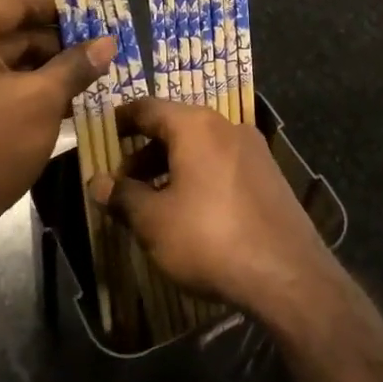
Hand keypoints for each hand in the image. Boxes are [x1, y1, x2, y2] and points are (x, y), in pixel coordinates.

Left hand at [0, 0, 113, 281]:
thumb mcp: (41, 101)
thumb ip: (76, 65)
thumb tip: (108, 42)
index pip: (17, 3)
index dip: (62, 8)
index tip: (98, 12)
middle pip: (8, 33)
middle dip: (57, 44)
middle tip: (102, 50)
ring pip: (0, 64)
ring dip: (44, 71)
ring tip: (92, 77)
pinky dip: (21, 92)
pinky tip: (63, 103)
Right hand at [94, 97, 339, 319]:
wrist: (286, 273)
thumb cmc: (209, 238)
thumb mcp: (153, 221)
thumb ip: (122, 196)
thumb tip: (96, 182)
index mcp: (195, 126)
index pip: (148, 107)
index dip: (122, 119)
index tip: (104, 133)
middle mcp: (226, 126)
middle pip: (176, 126)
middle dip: (145, 151)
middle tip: (123, 181)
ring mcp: (253, 149)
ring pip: (201, 146)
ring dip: (172, 165)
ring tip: (153, 200)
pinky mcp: (269, 174)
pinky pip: (222, 163)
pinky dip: (199, 175)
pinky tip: (191, 210)